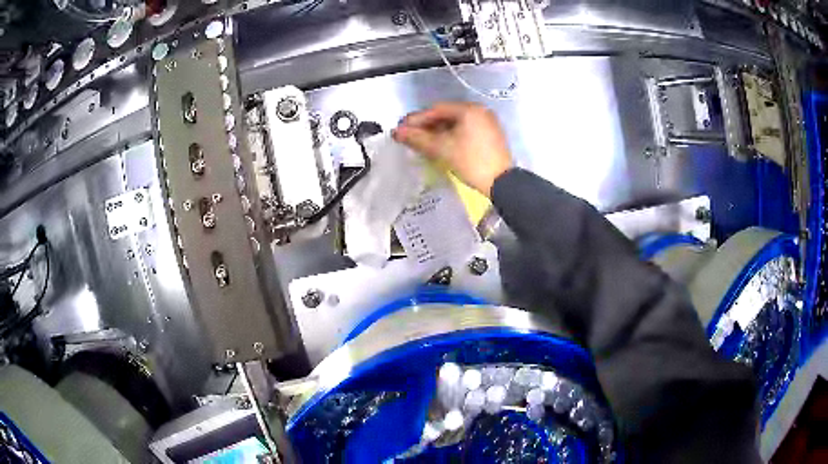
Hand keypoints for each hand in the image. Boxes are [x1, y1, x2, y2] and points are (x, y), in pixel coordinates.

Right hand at [393, 102, 512, 196]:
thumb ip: (418, 138)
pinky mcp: (490, 136)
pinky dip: (451, 136)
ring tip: (421, 142)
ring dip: (437, 132)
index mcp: (469, 109)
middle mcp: (480, 111)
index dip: (417, 119)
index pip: (436, 110)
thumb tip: (397, 132)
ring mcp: (487, 123)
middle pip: (446, 115)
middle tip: (409, 136)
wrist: (502, 183)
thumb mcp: (442, 149)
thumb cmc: (471, 162)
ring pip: (456, 124)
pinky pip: (465, 131)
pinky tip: (439, 145)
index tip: (401, 128)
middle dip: (426, 126)